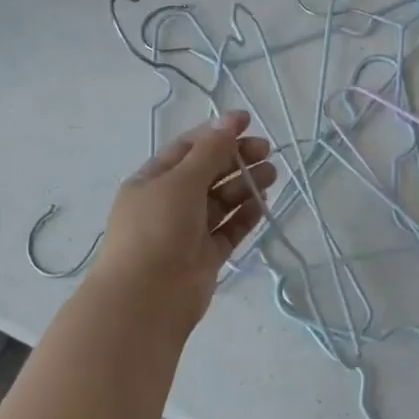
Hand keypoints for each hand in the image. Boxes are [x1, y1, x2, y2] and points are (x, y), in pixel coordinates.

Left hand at [89, 111, 276, 326]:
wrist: (146, 298)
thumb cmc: (157, 229)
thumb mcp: (181, 181)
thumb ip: (210, 151)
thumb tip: (230, 120)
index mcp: (152, 180)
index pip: (187, 148)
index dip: (217, 133)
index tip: (247, 122)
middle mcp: (168, 203)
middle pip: (207, 173)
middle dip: (236, 159)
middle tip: (266, 151)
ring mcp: (187, 231)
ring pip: (221, 202)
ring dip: (244, 186)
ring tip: (272, 175)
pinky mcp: (205, 256)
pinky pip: (228, 230)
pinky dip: (245, 216)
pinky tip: (263, 204)